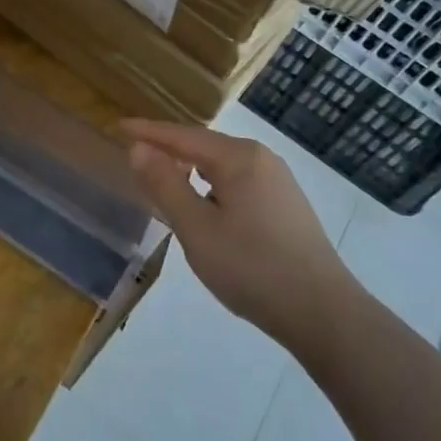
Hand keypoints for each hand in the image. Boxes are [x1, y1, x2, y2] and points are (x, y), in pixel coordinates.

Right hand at [122, 120, 356, 345]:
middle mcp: (261, 158)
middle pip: (203, 145)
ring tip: (163, 178)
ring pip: (222, 165)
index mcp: (238, 157)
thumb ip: (165, 184)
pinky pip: (238, 181)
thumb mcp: (196, 228)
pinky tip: (204, 204)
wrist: (323, 312)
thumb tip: (139, 148)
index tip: (118, 127)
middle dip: (169, 148)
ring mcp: (278, 180)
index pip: (182, 135)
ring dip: (190, 168)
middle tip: (136, 154)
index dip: (148, 132)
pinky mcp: (286, 204)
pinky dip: (211, 184)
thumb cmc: (252, 267)